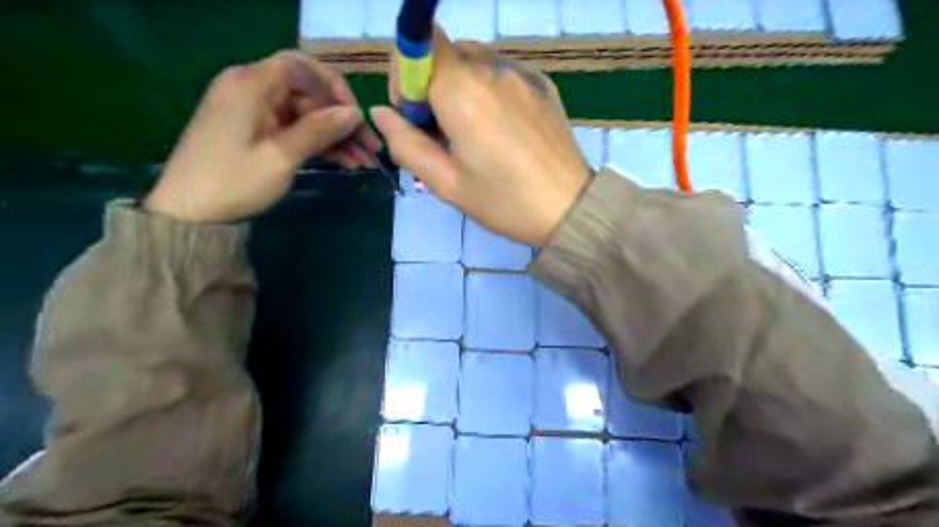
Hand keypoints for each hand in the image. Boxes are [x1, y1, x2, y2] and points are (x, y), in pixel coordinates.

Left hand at [146, 49, 380, 222]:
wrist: (190, 212)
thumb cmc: (234, 181)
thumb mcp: (281, 156)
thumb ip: (319, 130)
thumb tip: (355, 112)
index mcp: (251, 84)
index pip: (301, 67)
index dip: (333, 86)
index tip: (356, 115)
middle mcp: (253, 89)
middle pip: (308, 93)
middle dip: (342, 119)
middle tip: (371, 147)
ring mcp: (256, 112)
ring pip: (307, 115)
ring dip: (336, 136)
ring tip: (365, 161)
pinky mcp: (258, 132)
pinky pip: (296, 130)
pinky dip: (320, 145)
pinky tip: (346, 162)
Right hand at [370, 29, 587, 246]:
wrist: (569, 209)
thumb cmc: (504, 202)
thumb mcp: (447, 183)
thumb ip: (406, 145)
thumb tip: (380, 114)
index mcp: (463, 92)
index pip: (419, 44)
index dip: (405, 73)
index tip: (412, 114)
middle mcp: (493, 69)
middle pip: (446, 53)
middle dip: (431, 85)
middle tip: (441, 133)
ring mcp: (523, 74)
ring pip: (474, 60)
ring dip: (460, 86)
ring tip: (471, 132)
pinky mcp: (543, 84)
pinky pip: (502, 72)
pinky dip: (488, 90)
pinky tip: (500, 128)